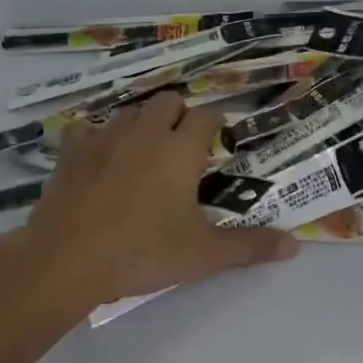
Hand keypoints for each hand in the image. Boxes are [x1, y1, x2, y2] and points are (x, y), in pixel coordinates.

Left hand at [11, 91, 296, 306]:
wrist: (66, 260)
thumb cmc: (143, 252)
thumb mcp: (203, 254)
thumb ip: (250, 246)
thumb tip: (296, 246)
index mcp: (180, 149)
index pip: (208, 117)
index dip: (216, 128)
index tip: (217, 148)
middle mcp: (145, 132)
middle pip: (169, 101)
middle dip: (180, 116)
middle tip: (183, 150)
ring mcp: (104, 138)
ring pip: (129, 111)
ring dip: (142, 124)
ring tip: (144, 153)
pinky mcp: (71, 152)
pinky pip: (85, 129)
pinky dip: (95, 138)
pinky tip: (98, 159)